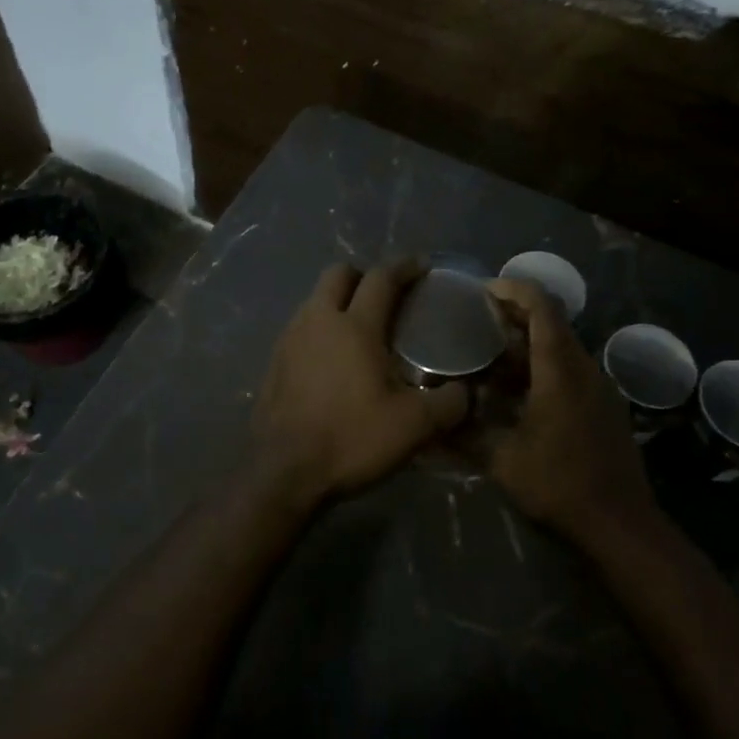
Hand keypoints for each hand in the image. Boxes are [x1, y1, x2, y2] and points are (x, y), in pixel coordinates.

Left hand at [251, 260, 469, 509]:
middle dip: (363, 275)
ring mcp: (289, 340)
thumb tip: (466, 392)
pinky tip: (331, 360)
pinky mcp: (273, 363)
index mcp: (355, 326)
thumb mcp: (414, 427)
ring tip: (359, 328)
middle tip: (385, 295)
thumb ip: (448, 404)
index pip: (381, 278)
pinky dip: (319, 329)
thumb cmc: (351, 439)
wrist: (282, 473)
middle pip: (338, 274)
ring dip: (337, 301)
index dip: (404, 267)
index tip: (422, 265)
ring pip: (315, 300)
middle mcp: (318, 321)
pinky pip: (300, 328)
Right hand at [484, 278, 657, 543]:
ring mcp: (598, 387)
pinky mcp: (602, 406)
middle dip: (513, 317)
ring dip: (526, 346)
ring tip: (487, 358)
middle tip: (475, 322)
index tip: (483, 291)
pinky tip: (514, 393)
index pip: (542, 307)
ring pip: (560, 349)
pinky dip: (540, 368)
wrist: (620, 524)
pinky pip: (569, 371)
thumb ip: (465, 434)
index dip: (514, 290)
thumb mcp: (503, 460)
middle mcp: (584, 368)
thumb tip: (431, 421)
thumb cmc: (560, 484)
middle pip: (551, 323)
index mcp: (561, 369)